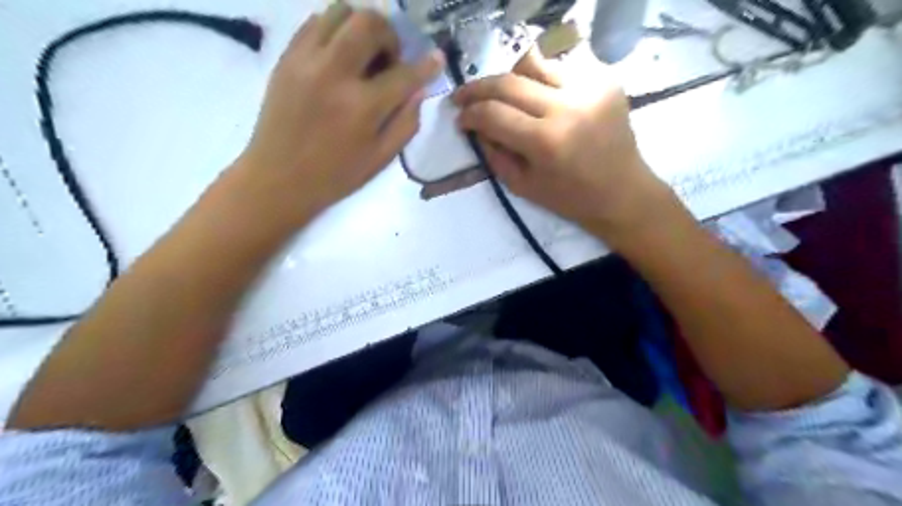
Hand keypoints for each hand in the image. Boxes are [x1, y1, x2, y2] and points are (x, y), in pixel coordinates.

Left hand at [236, 4, 441, 222]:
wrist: (278, 178)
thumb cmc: (336, 175)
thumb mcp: (381, 158)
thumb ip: (406, 122)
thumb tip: (418, 91)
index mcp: (363, 106)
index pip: (404, 74)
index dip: (427, 66)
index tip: (437, 58)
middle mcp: (334, 73)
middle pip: (369, 23)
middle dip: (390, 35)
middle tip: (389, 59)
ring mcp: (306, 60)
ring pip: (339, 11)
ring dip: (360, 26)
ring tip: (363, 53)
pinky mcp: (286, 58)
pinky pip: (314, 22)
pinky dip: (334, 30)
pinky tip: (339, 55)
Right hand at [460, 47, 676, 243]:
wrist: (622, 192)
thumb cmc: (570, 199)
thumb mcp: (522, 186)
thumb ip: (494, 154)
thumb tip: (476, 126)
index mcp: (546, 141)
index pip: (493, 113)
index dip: (469, 114)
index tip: (460, 118)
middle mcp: (567, 107)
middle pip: (509, 81)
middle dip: (478, 88)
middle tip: (463, 96)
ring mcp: (590, 88)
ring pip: (533, 65)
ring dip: (509, 80)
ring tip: (499, 94)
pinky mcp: (605, 80)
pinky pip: (560, 69)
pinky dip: (540, 82)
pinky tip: (536, 98)